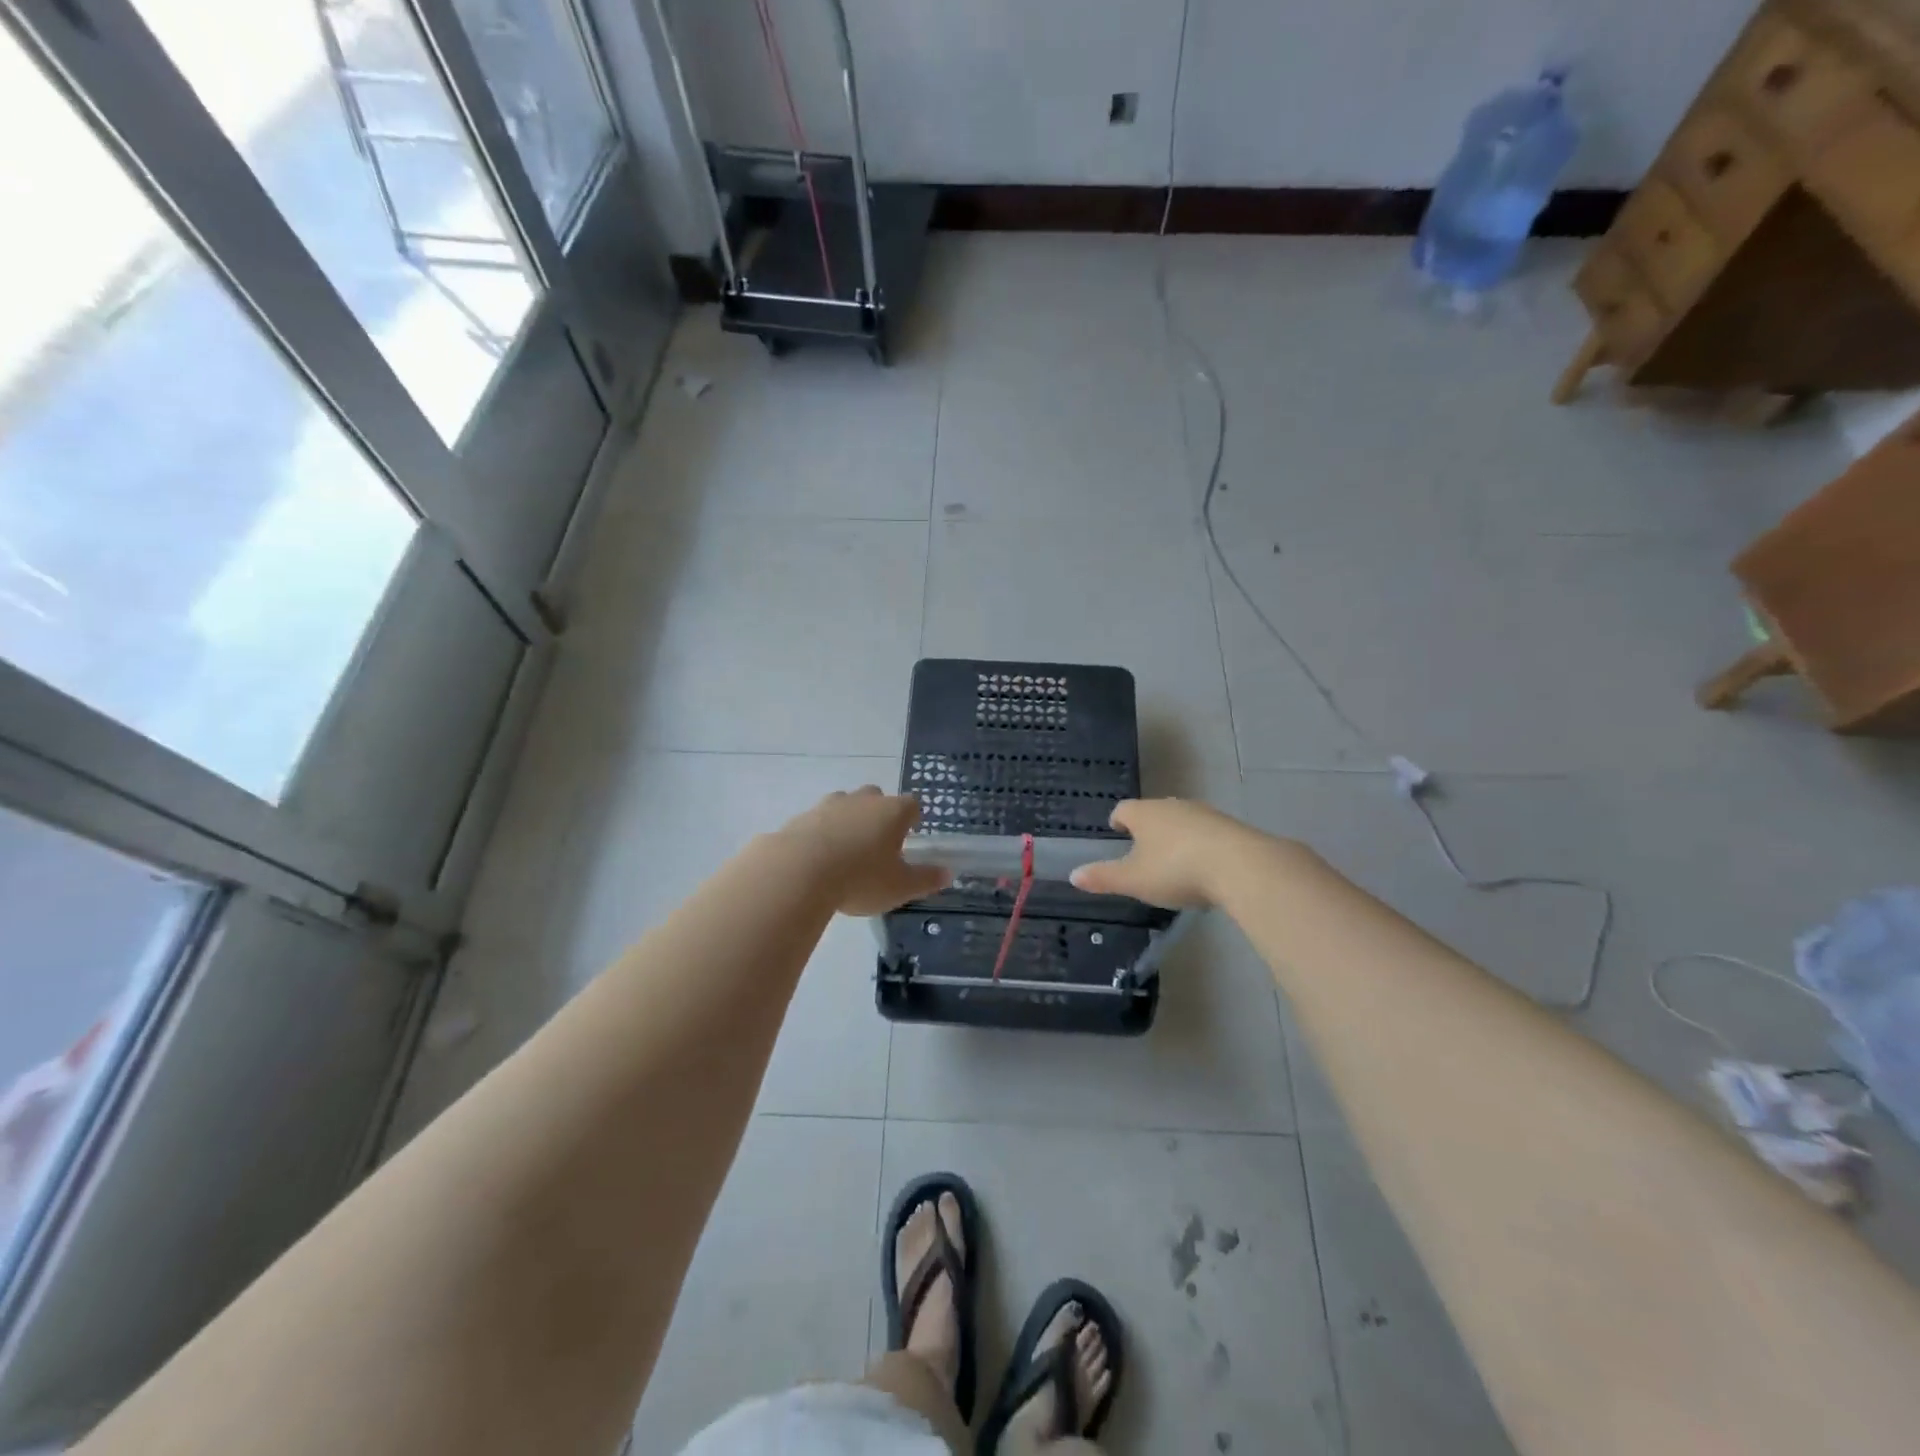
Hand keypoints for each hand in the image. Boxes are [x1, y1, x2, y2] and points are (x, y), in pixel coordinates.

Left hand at [775, 787, 951, 915]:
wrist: (798, 872)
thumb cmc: (860, 878)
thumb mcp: (900, 887)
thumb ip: (926, 879)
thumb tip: (948, 873)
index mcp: (893, 811)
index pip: (913, 805)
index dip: (913, 820)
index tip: (910, 838)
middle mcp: (863, 800)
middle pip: (877, 798)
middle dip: (879, 816)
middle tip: (877, 846)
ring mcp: (829, 805)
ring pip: (845, 805)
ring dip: (848, 822)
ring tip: (845, 853)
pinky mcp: (801, 817)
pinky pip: (818, 821)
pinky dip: (821, 834)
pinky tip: (818, 860)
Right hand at [1068, 798, 1267, 907]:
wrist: (1241, 866)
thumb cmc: (1176, 869)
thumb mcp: (1133, 880)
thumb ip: (1103, 877)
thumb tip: (1073, 875)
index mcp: (1145, 813)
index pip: (1124, 809)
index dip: (1118, 820)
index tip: (1116, 830)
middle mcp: (1173, 806)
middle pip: (1154, 812)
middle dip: (1147, 828)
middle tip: (1142, 849)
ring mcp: (1205, 814)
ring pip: (1182, 821)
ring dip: (1176, 836)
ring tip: (1173, 860)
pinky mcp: (1231, 828)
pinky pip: (1207, 833)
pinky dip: (1201, 846)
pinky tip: (1204, 868)